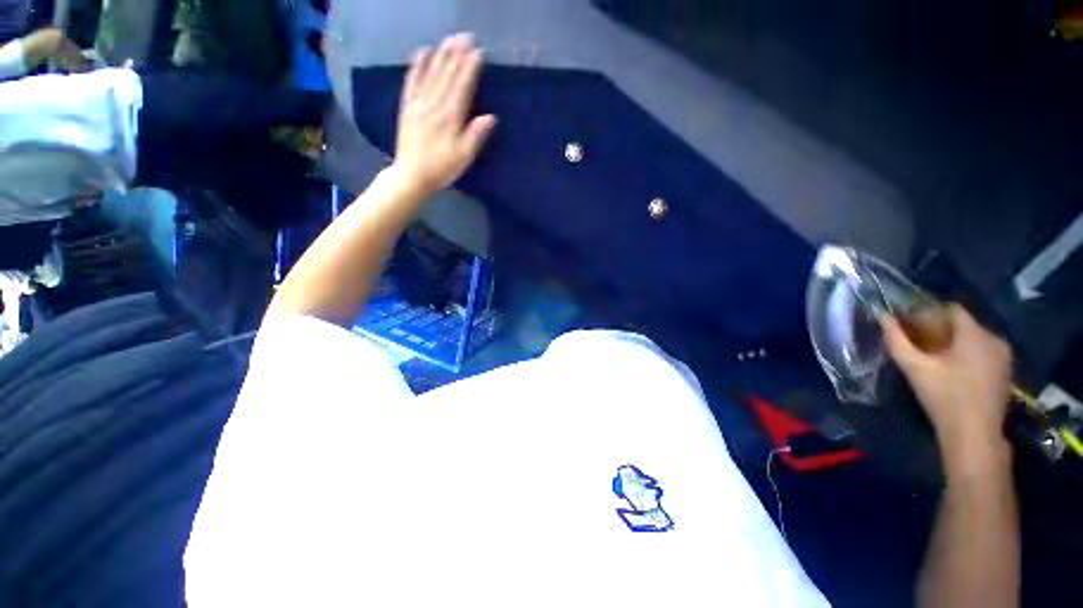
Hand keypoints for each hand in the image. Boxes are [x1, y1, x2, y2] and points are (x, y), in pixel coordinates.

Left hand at [393, 33, 496, 195]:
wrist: (412, 175)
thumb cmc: (443, 168)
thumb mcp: (464, 156)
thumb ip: (476, 135)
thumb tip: (491, 117)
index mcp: (450, 118)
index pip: (462, 87)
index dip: (470, 69)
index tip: (478, 52)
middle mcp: (434, 105)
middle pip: (447, 76)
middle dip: (457, 55)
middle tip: (465, 37)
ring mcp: (418, 104)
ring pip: (431, 74)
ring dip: (441, 55)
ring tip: (449, 40)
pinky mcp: (407, 107)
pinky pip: (412, 82)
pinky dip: (417, 66)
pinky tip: (422, 53)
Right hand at [883, 304, 1012, 467]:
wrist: (974, 435)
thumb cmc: (944, 397)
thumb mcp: (914, 368)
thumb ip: (897, 340)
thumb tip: (883, 317)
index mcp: (975, 334)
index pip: (951, 309)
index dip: (929, 313)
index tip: (911, 327)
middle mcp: (995, 339)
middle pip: (963, 324)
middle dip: (940, 329)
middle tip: (919, 344)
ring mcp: (1004, 356)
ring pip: (974, 338)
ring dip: (954, 343)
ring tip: (935, 359)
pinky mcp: (1005, 371)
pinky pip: (983, 351)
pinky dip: (967, 354)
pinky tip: (954, 371)